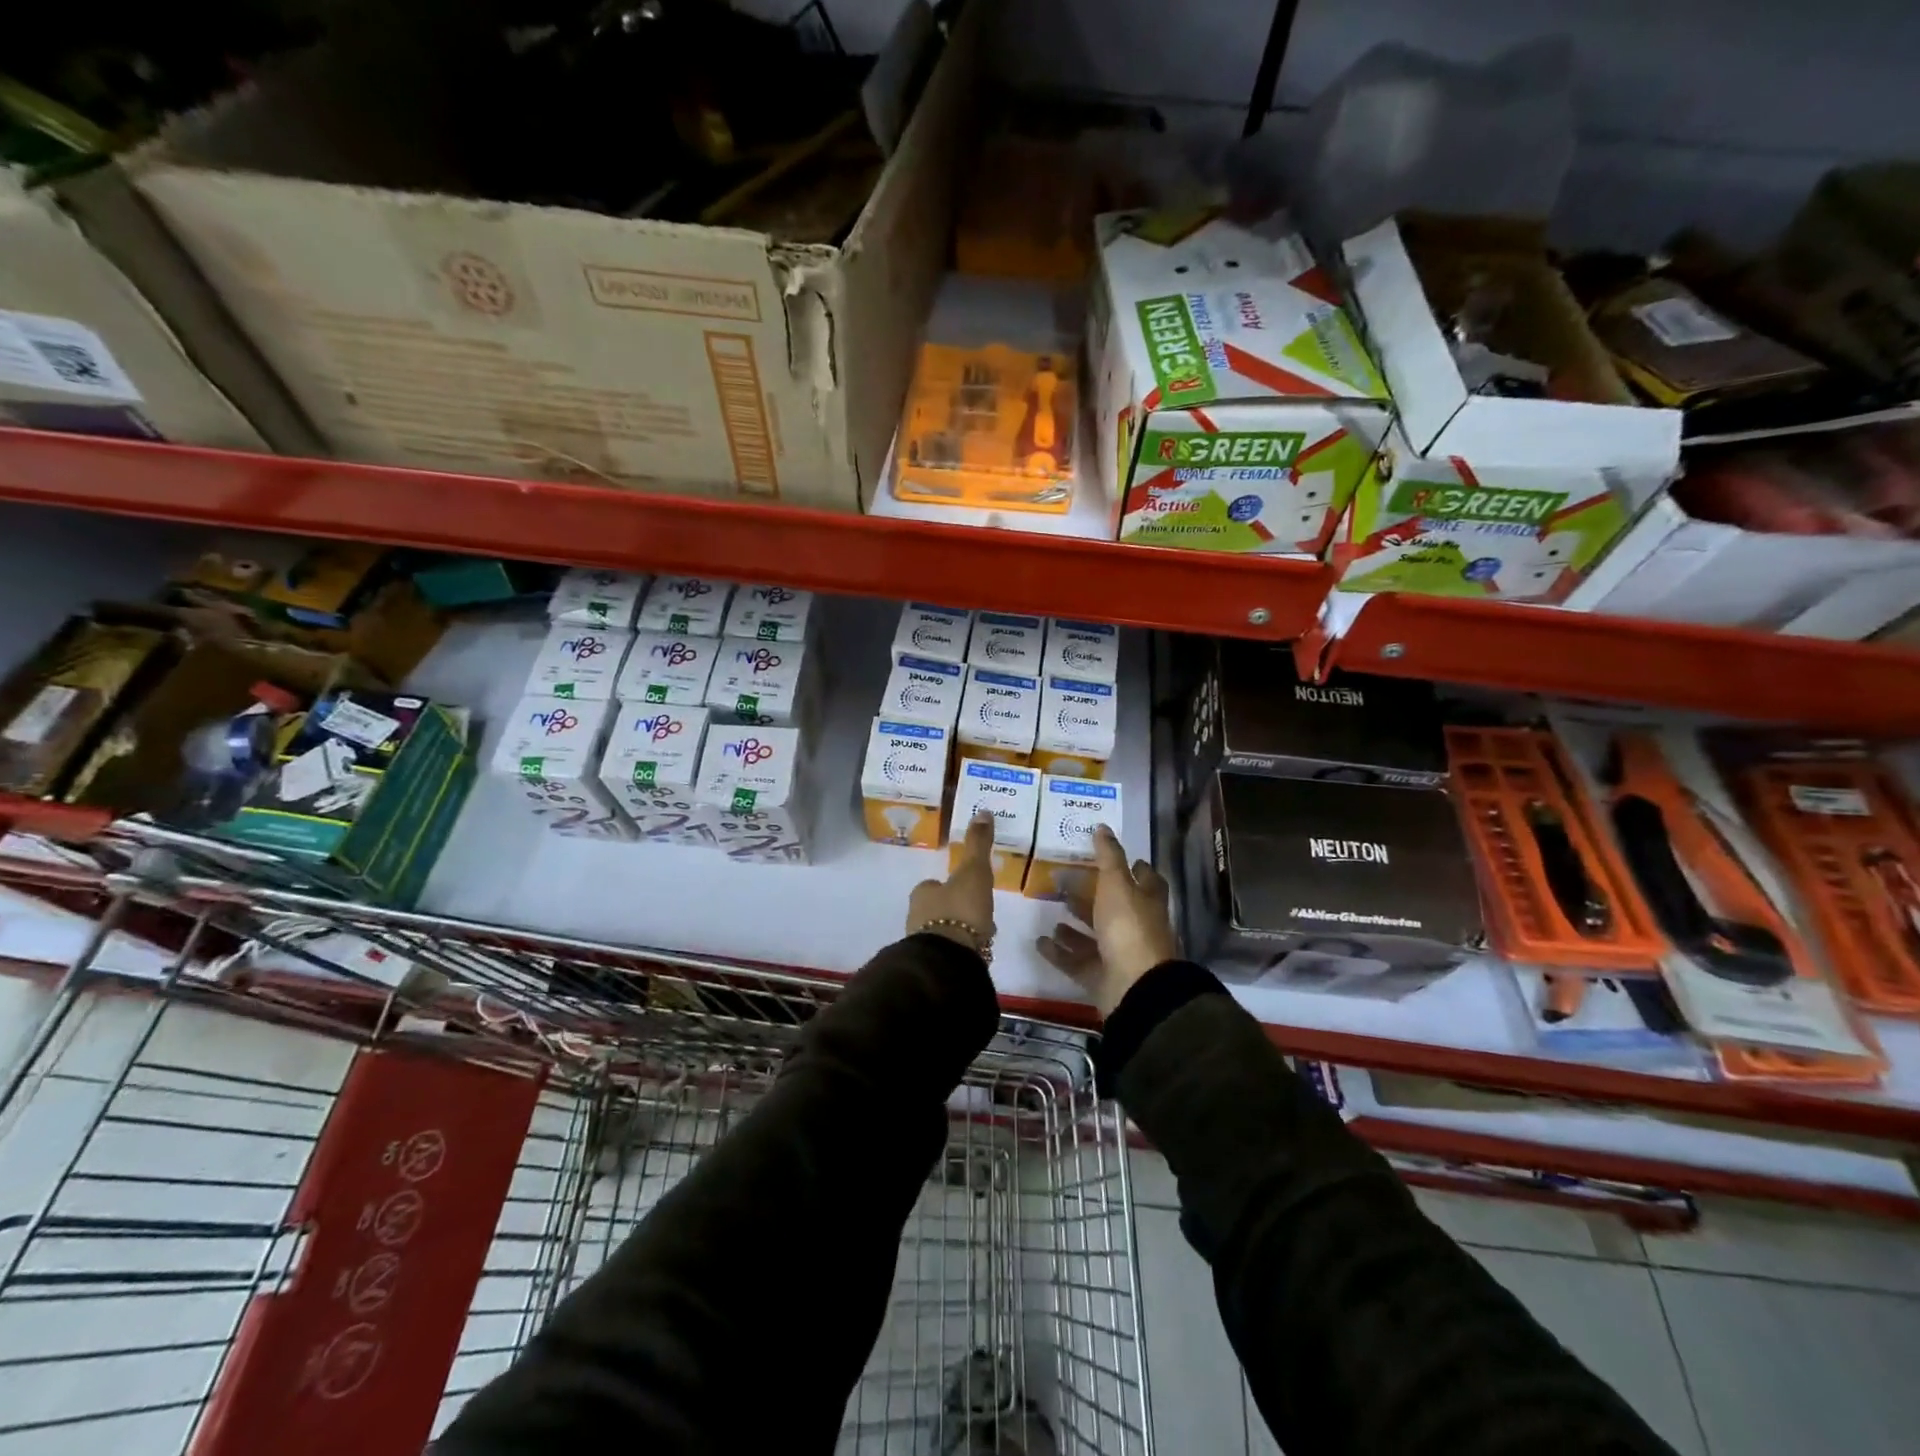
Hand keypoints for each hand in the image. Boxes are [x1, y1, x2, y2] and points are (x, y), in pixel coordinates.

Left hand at [906, 811, 996, 958]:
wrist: (950, 960)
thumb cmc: (960, 910)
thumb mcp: (974, 872)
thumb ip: (978, 844)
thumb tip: (983, 811)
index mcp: (923, 894)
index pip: (932, 885)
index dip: (948, 885)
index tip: (967, 888)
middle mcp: (917, 917)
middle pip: (938, 909)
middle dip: (956, 909)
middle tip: (979, 911)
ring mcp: (924, 944)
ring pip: (944, 931)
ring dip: (960, 930)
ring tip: (984, 933)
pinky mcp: (935, 965)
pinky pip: (951, 951)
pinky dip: (963, 949)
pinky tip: (978, 952)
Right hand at [1036, 825, 1178, 1016]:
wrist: (1134, 987)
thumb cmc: (1129, 927)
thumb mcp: (1117, 884)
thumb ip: (1108, 857)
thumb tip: (1103, 827)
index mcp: (1147, 902)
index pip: (1146, 880)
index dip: (1135, 868)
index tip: (1113, 855)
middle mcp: (1136, 927)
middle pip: (1114, 907)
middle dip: (1092, 895)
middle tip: (1065, 880)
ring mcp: (1119, 955)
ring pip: (1094, 936)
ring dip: (1074, 924)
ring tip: (1052, 909)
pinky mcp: (1100, 977)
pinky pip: (1075, 961)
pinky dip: (1058, 952)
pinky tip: (1039, 940)